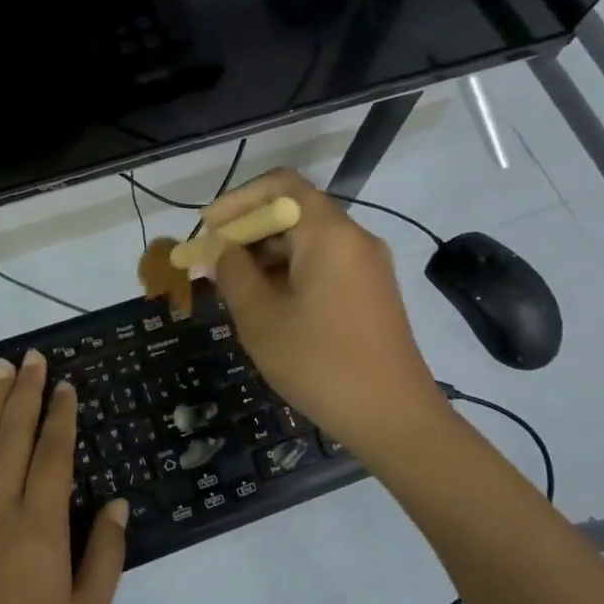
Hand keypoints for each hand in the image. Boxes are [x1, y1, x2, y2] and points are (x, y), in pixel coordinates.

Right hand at [204, 168, 446, 455]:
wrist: (395, 418)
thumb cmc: (321, 364)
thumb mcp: (261, 318)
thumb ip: (233, 273)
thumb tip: (220, 250)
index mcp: (329, 234)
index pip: (280, 185)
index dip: (237, 200)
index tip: (208, 229)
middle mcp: (354, 238)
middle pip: (294, 211)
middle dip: (248, 231)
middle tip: (211, 263)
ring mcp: (368, 265)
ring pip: (308, 240)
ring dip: (266, 255)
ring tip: (232, 288)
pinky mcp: (372, 291)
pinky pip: (324, 263)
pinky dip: (290, 271)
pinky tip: (267, 303)